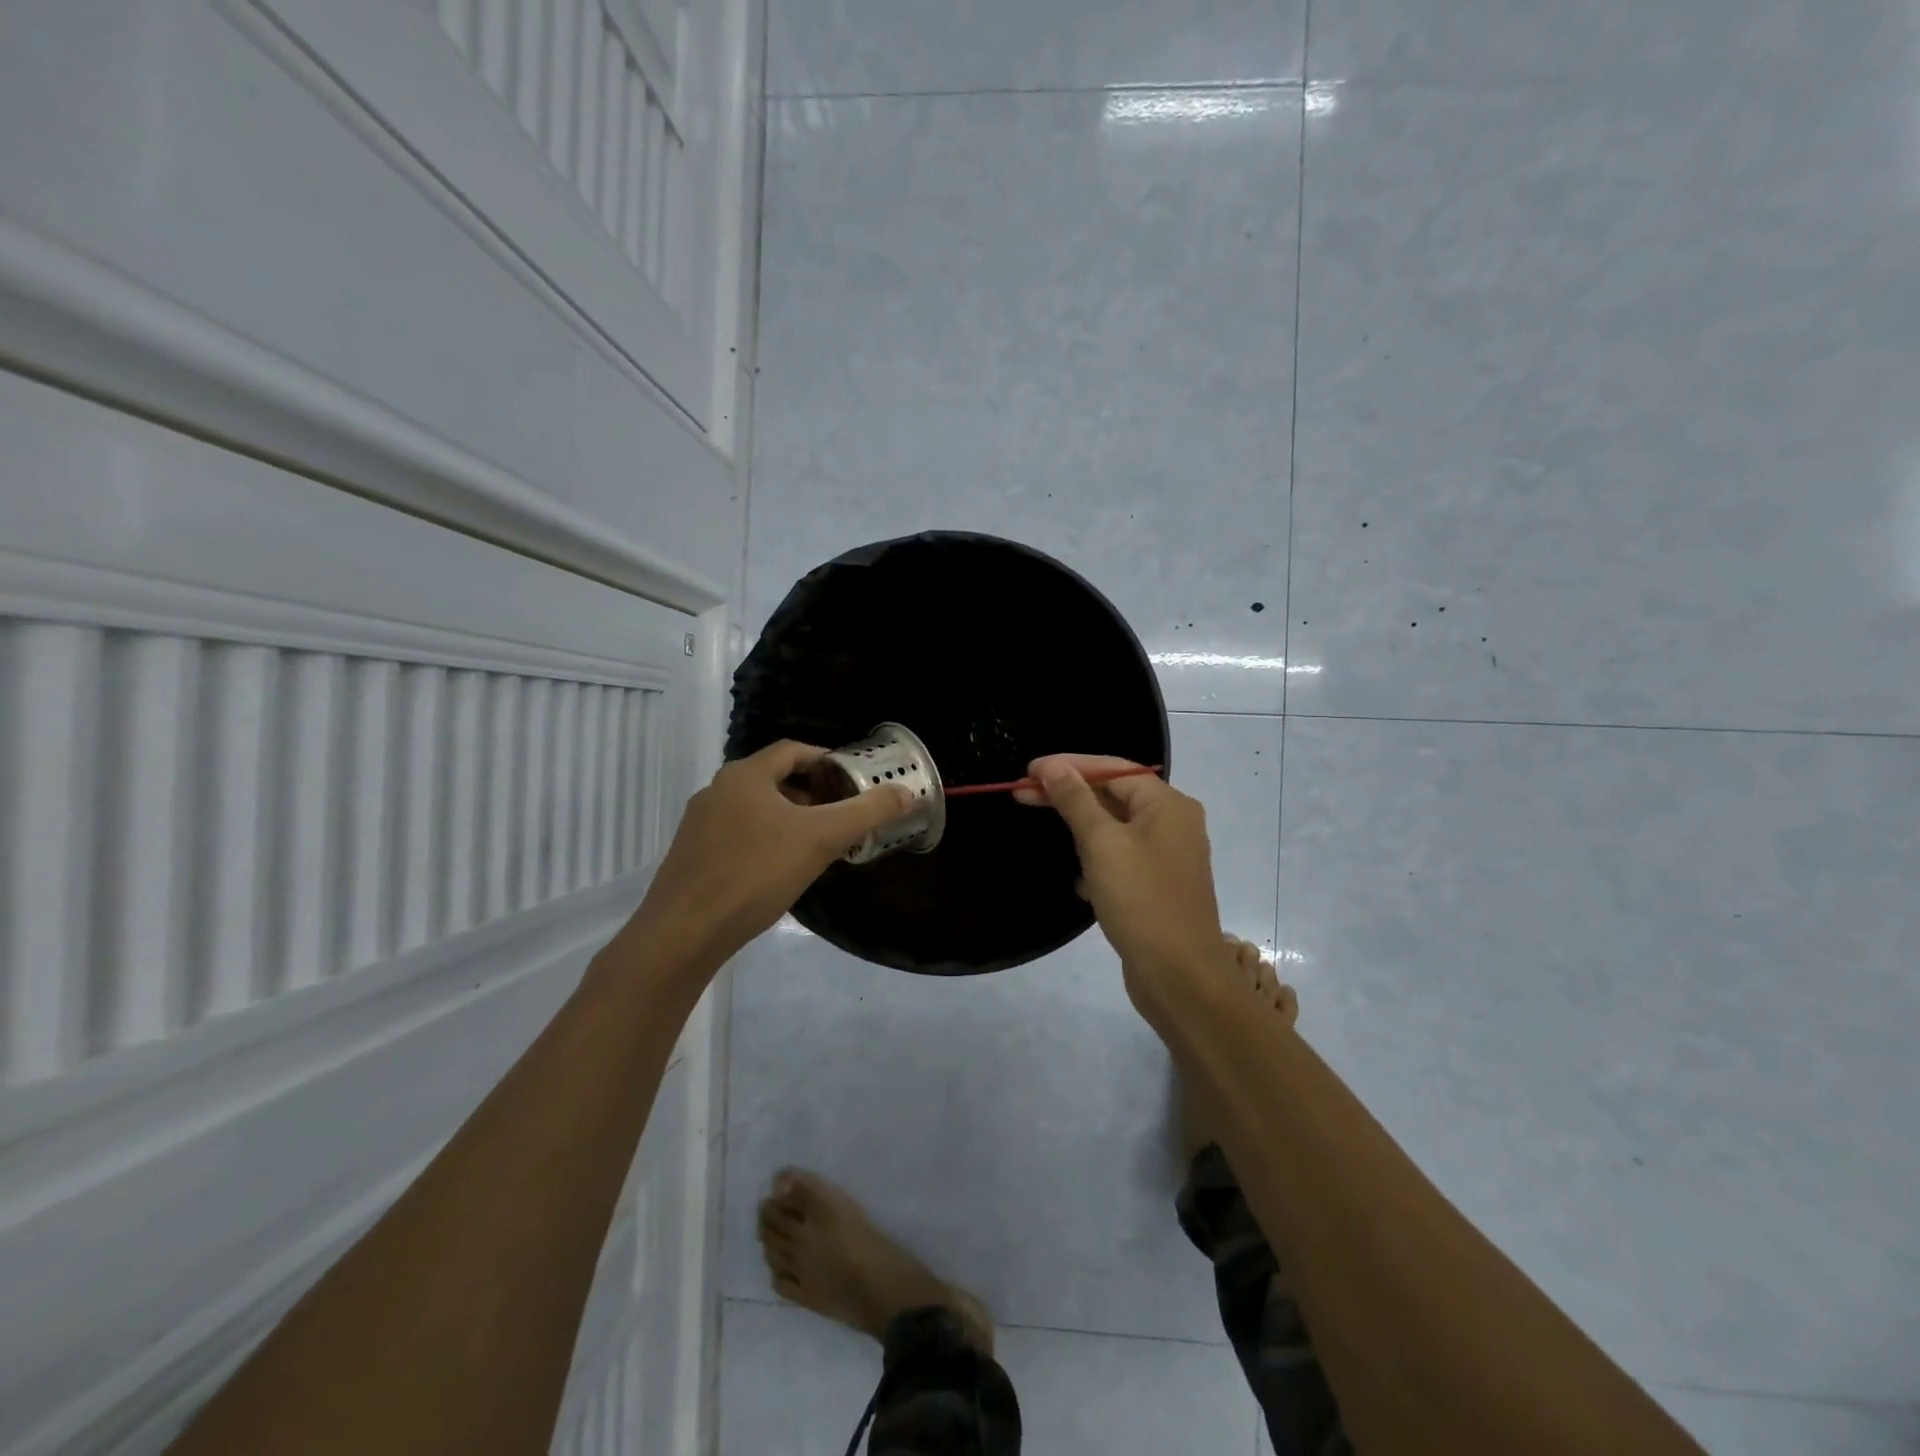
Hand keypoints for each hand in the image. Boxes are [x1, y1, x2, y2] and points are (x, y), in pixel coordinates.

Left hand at [628, 740, 911, 971]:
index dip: (826, 759)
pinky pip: (738, 833)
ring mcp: (700, 823)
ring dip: (789, 817)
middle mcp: (718, 790)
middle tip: (841, 813)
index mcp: (745, 775)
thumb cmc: (755, 873)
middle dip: (812, 792)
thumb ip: (866, 812)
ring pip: (755, 808)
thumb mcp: (821, 839)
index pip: (793, 751)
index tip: (853, 778)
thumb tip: (906, 792)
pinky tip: (780, 869)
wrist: (684, 932)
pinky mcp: (692, 854)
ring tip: (817, 843)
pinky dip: (766, 838)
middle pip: (774, 779)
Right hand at [1015, 754, 1234, 1027]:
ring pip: (1114, 828)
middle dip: (1069, 794)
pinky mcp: (1156, 886)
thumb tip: (1052, 766)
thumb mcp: (1102, 844)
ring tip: (1045, 826)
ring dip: (1080, 827)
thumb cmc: (1141, 900)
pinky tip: (1078, 880)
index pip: (1112, 769)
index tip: (1028, 771)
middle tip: (1023, 793)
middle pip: (1113, 795)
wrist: (1180, 977)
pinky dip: (1096, 860)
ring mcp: (1166, 856)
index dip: (1069, 766)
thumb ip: (1075, 800)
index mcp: (1167, 805)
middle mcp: (1173, 823)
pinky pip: (1120, 859)